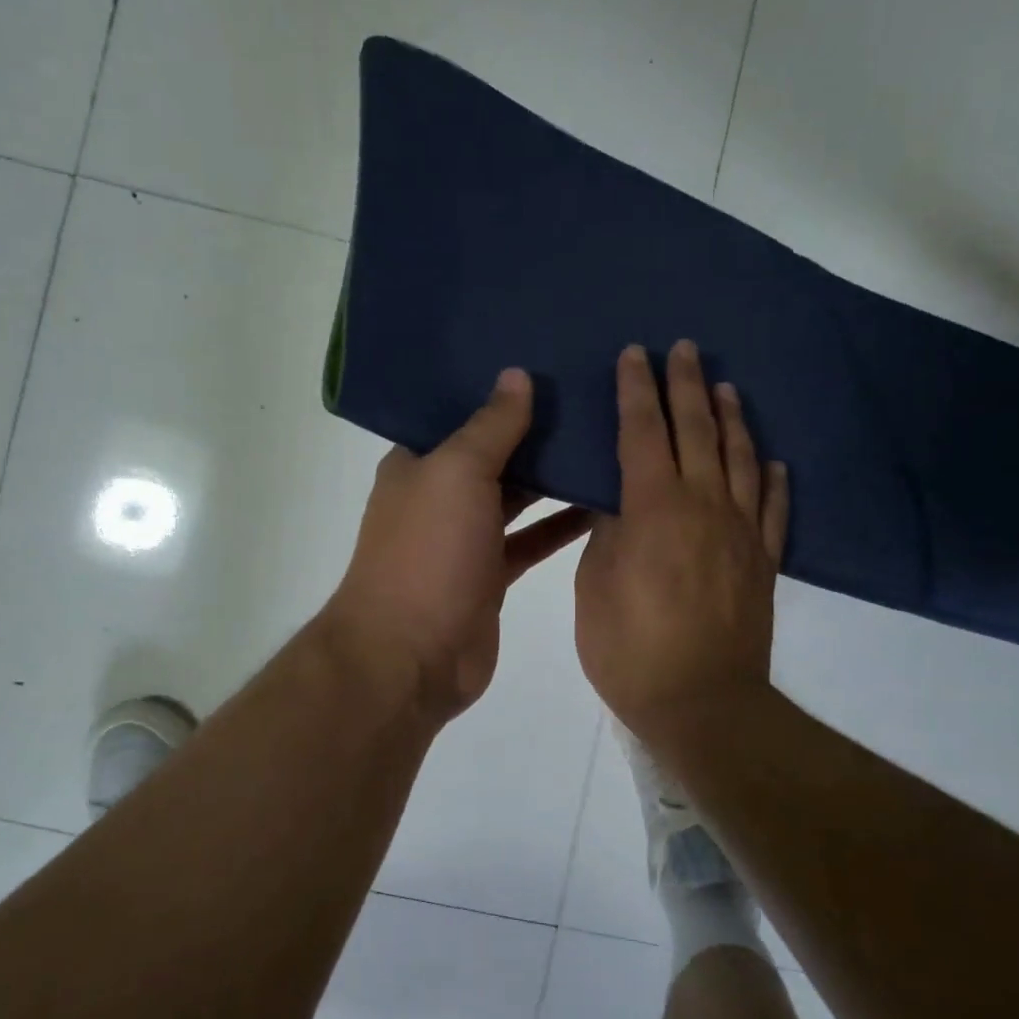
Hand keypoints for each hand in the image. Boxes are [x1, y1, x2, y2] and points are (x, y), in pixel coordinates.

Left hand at [323, 368, 591, 725]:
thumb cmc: (428, 552)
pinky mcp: (490, 575)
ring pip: (517, 497)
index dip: (500, 390)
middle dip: (537, 430)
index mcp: (419, 463)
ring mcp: (465, 538)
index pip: (462, 413)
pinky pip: (531, 539)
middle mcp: (440, 495)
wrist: (410, 656)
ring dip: (554, 477)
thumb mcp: (457, 474)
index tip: (551, 362)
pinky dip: (561, 525)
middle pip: (495, 453)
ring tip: (608, 442)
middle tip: (594, 397)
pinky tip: (602, 504)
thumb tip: (517, 375)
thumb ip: (491, 426)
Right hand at [575, 341, 788, 746]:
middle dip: (687, 386)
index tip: (634, 354)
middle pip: (697, 432)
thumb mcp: (594, 586)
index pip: (642, 432)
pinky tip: (774, 462)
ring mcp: (741, 532)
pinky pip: (774, 510)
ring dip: (733, 419)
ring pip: (741, 460)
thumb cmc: (630, 648)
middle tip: (685, 349)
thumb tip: (619, 501)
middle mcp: (703, 506)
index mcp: (653, 507)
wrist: (702, 703)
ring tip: (727, 387)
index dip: (636, 390)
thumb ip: (608, 533)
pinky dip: (774, 481)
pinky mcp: (763, 561)